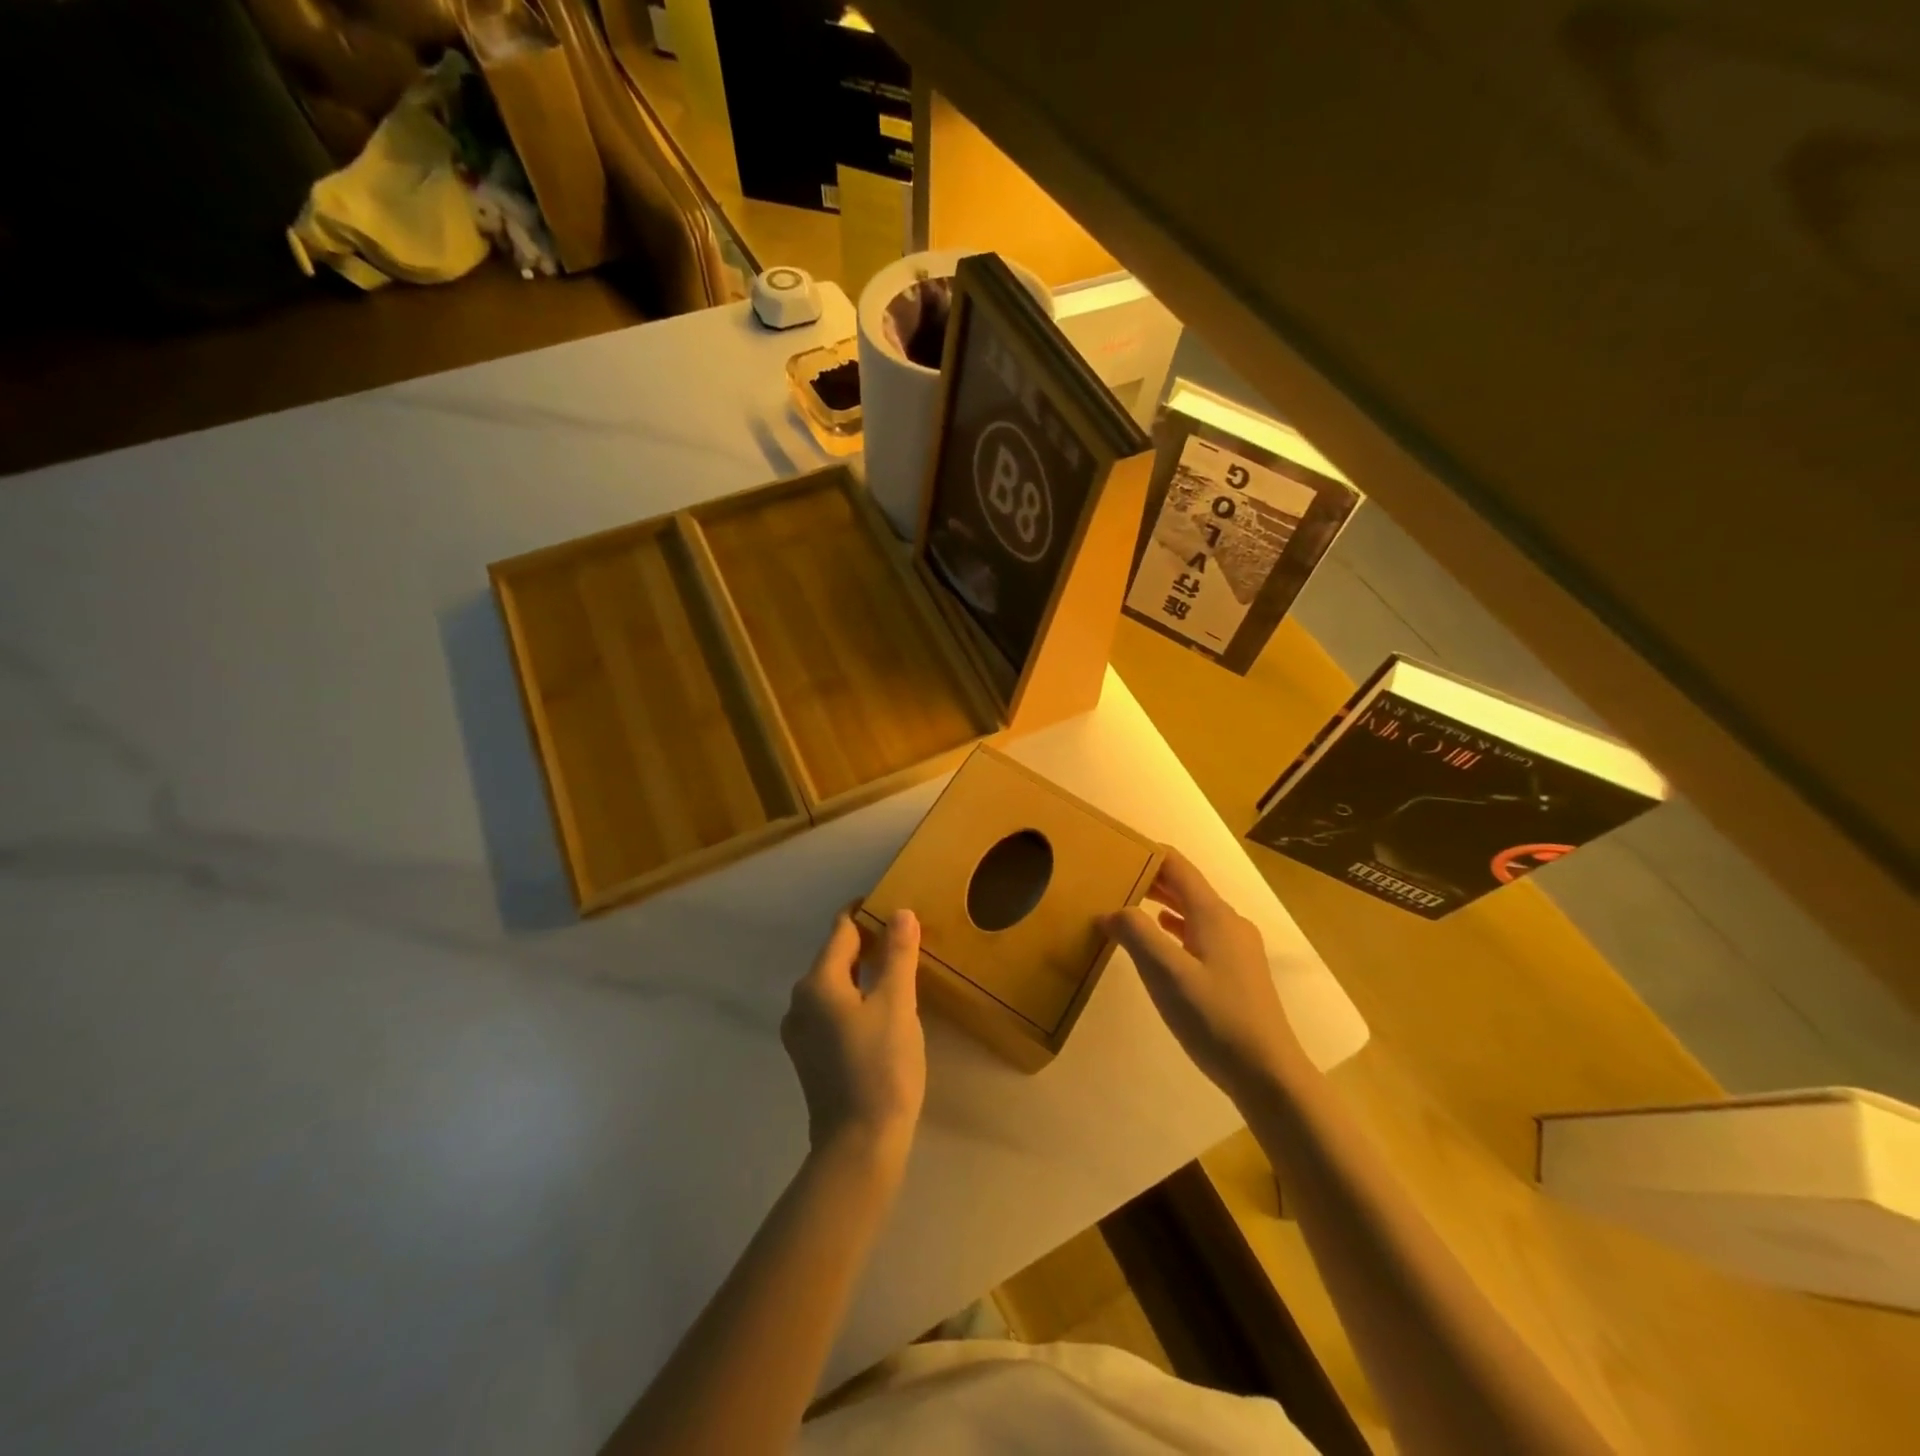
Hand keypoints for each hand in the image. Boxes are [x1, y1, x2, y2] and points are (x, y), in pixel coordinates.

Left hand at [782, 909, 925, 1159]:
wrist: (859, 1146)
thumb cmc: (881, 1067)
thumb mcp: (897, 1004)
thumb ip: (898, 955)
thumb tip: (900, 912)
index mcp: (817, 983)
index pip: (841, 931)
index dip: (865, 914)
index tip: (890, 904)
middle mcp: (799, 1002)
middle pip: (834, 957)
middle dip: (866, 944)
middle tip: (902, 939)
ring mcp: (800, 1033)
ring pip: (833, 986)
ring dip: (860, 974)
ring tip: (895, 971)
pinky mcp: (809, 1057)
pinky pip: (831, 1012)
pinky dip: (853, 1000)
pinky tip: (878, 1011)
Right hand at [1103, 849, 1303, 1097]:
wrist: (1267, 1073)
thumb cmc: (1214, 1018)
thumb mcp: (1165, 974)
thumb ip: (1136, 934)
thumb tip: (1111, 910)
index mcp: (1213, 914)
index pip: (1178, 866)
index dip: (1148, 853)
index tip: (1116, 848)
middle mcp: (1229, 922)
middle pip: (1186, 887)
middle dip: (1150, 878)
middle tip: (1112, 877)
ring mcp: (1237, 948)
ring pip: (1193, 911)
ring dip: (1161, 903)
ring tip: (1127, 905)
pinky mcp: (1237, 972)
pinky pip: (1200, 934)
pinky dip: (1174, 928)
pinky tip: (1159, 941)